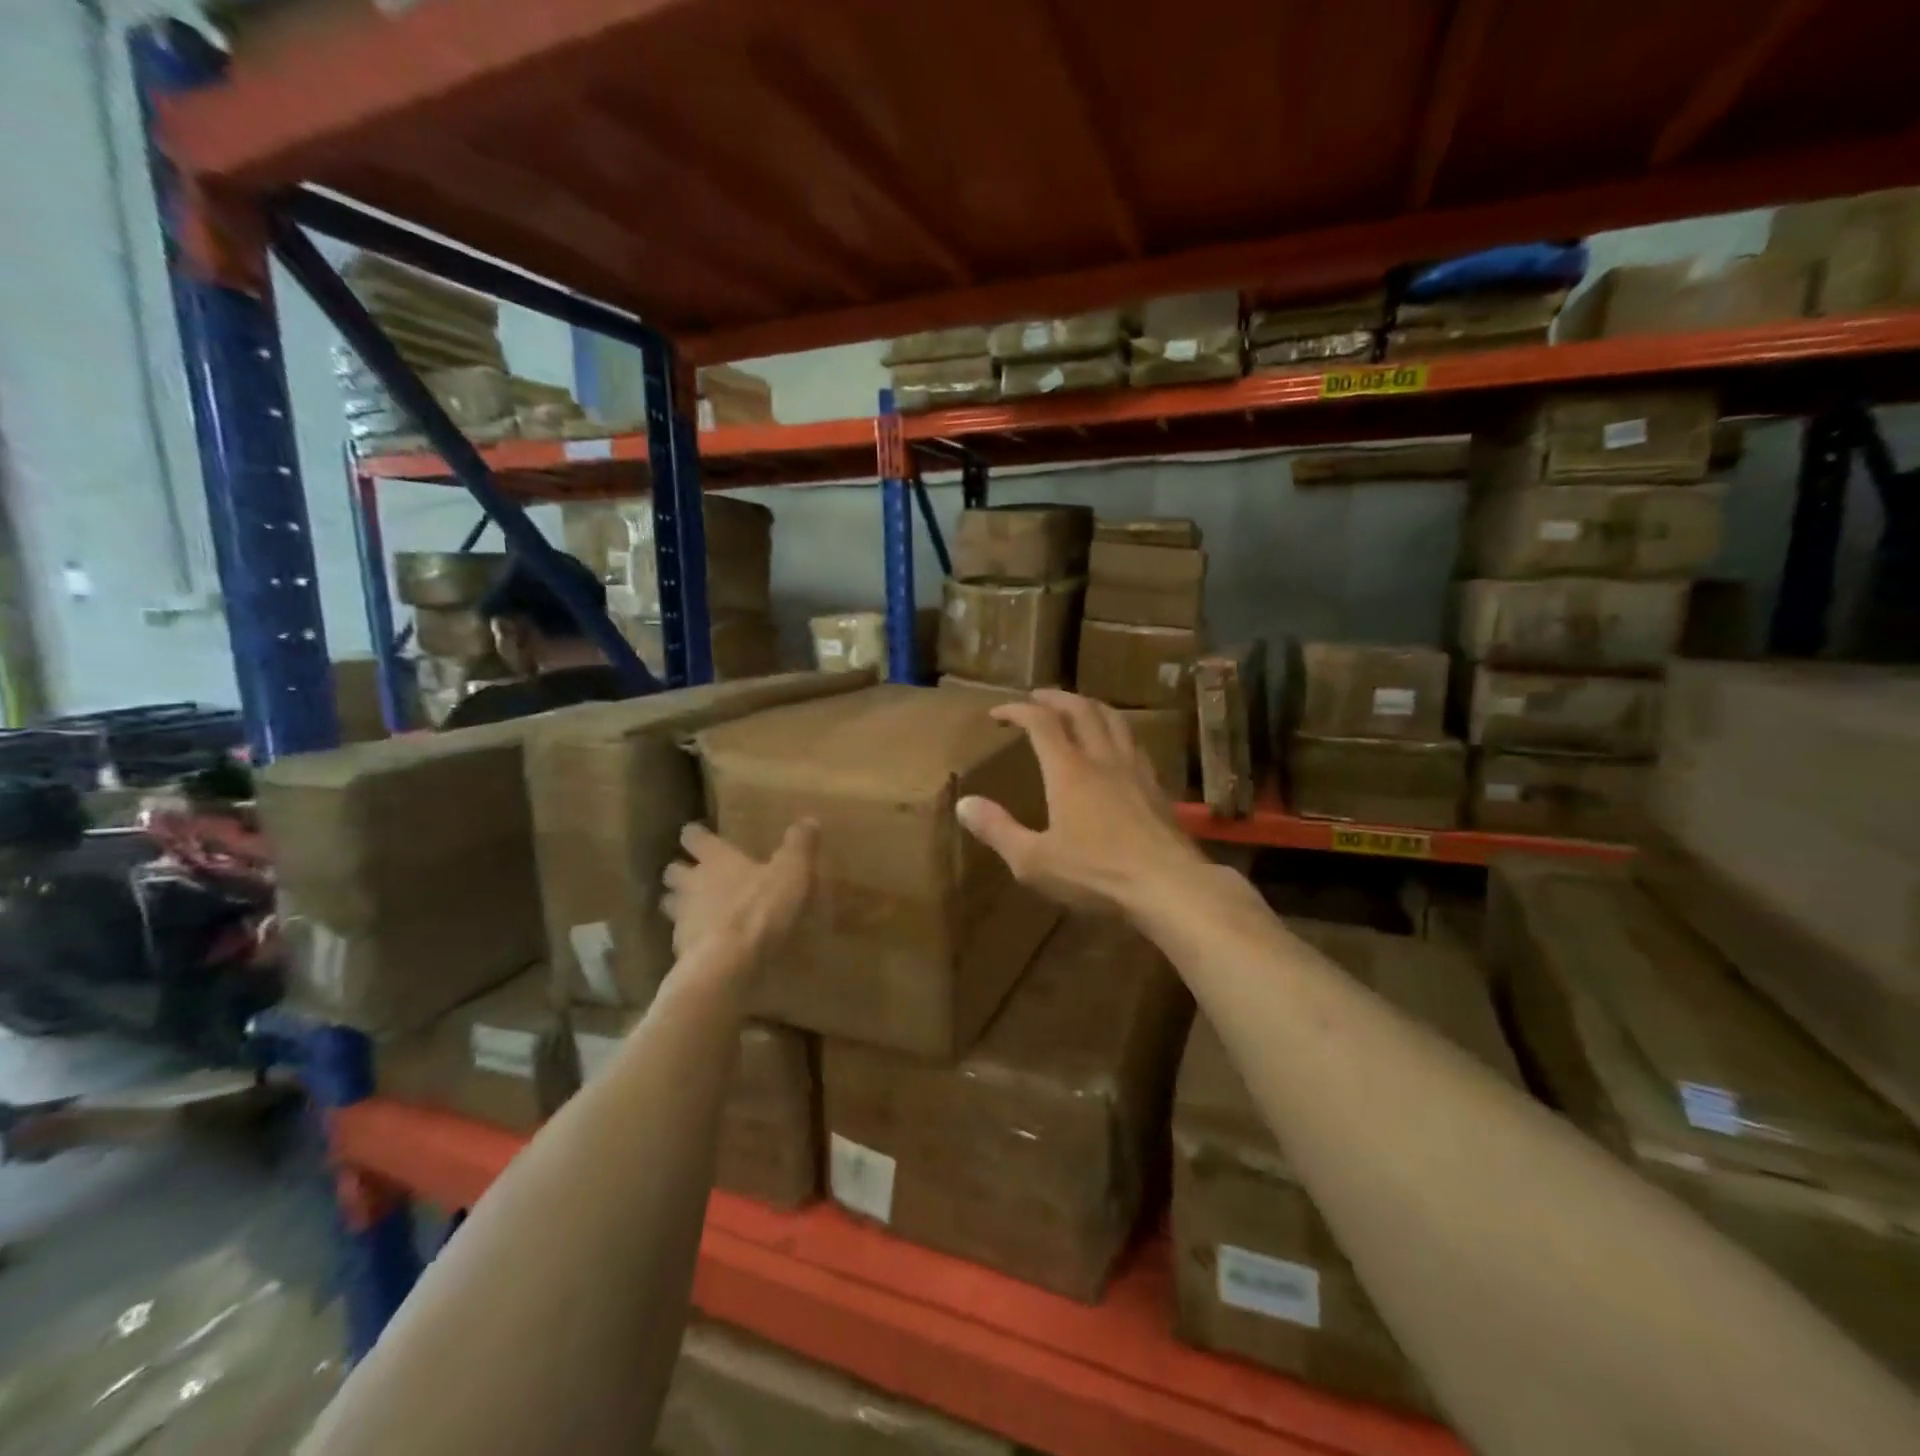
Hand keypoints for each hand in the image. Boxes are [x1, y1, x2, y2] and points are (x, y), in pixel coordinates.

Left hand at [661, 820, 818, 966]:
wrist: (728, 964)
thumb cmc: (761, 909)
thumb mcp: (792, 872)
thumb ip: (799, 846)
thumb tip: (809, 820)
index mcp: (716, 859)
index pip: (694, 837)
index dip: (696, 835)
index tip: (698, 835)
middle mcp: (691, 884)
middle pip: (673, 871)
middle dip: (681, 871)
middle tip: (695, 874)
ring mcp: (682, 919)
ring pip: (670, 905)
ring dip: (679, 905)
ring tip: (697, 910)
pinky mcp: (681, 951)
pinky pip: (682, 939)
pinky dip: (691, 939)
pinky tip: (708, 945)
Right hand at [957, 689, 1207, 913]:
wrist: (1169, 886)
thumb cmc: (1096, 873)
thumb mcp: (1034, 860)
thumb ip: (997, 829)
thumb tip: (963, 803)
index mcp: (1069, 770)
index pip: (1041, 723)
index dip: (1017, 710)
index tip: (998, 713)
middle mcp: (1102, 759)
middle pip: (1081, 709)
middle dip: (1055, 698)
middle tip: (1037, 697)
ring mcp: (1135, 769)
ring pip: (1113, 719)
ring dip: (1089, 706)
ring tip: (1077, 709)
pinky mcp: (1156, 787)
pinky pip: (1133, 742)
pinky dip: (1115, 731)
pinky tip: (1115, 747)